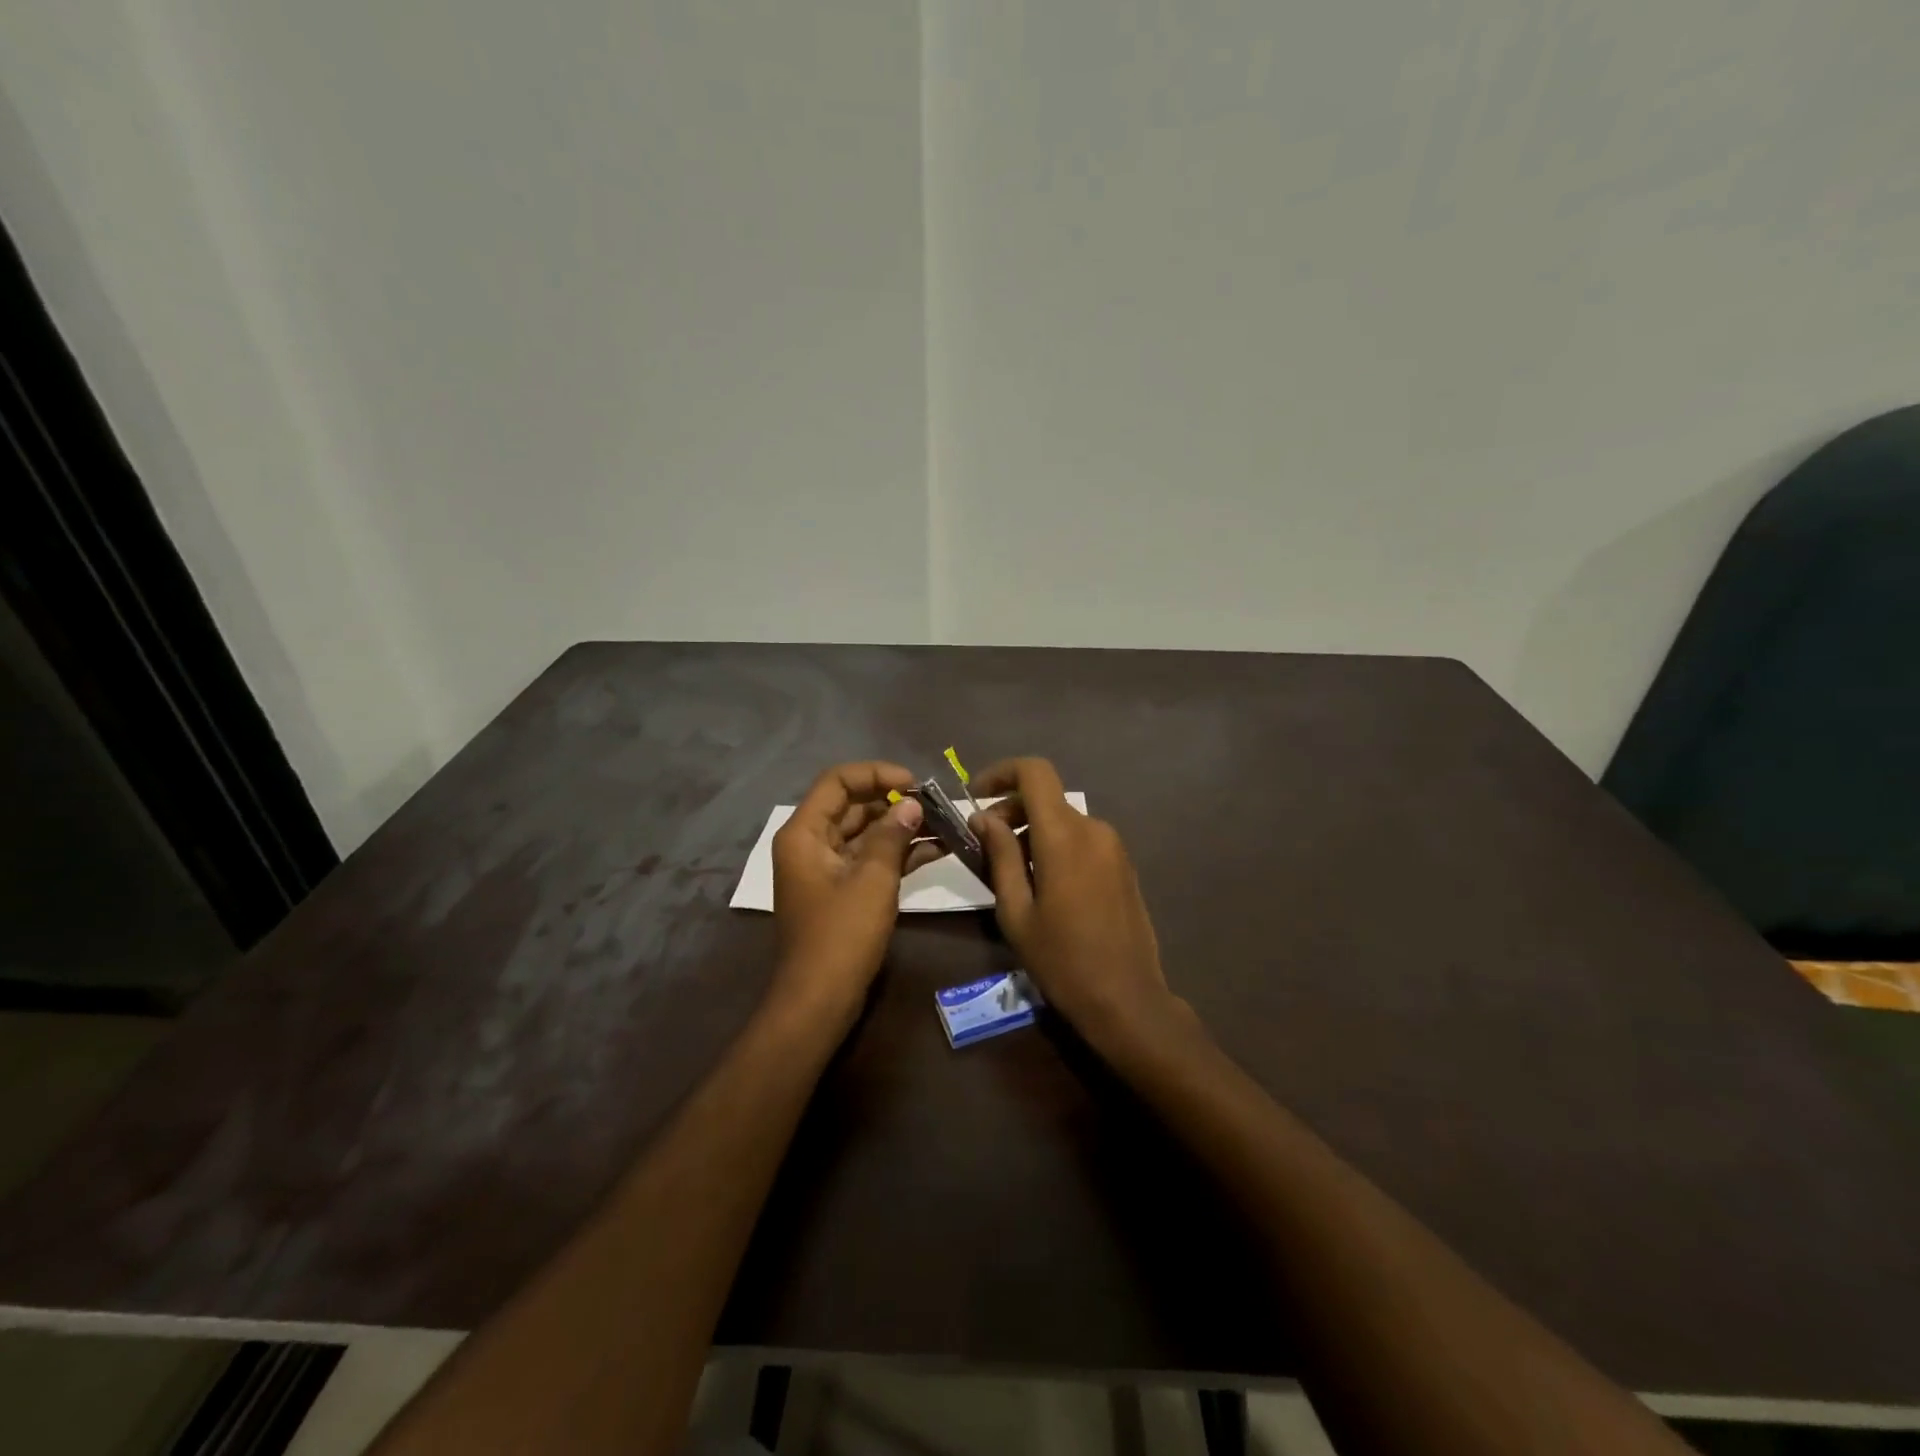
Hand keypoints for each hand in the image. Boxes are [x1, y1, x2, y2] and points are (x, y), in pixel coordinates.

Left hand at [770, 761, 930, 1025]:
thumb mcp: (872, 880)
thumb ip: (892, 835)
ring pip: (866, 833)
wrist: (819, 1001)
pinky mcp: (844, 891)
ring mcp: (827, 868)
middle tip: (937, 804)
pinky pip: (871, 859)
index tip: (915, 782)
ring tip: (945, 822)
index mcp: (804, 833)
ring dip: (901, 827)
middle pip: (853, 805)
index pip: (838, 782)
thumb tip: (912, 804)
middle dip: (895, 801)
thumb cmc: (841, 935)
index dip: (876, 774)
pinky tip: (938, 848)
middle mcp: (812, 844)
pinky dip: (899, 853)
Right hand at [966, 757, 1188, 1050]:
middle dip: (1011, 808)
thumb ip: (1000, 855)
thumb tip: (983, 817)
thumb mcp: (1016, 910)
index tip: (975, 795)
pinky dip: (1055, 844)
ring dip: (1032, 829)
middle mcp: (1093, 829)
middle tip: (984, 843)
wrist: (1127, 999)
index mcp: (1064, 835)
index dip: (1001, 772)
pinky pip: (1082, 838)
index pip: (1035, 772)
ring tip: (1009, 869)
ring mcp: (1114, 847)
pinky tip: (1042, 882)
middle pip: (1046, 797)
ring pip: (1064, 818)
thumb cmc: (1061, 959)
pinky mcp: (1123, 865)